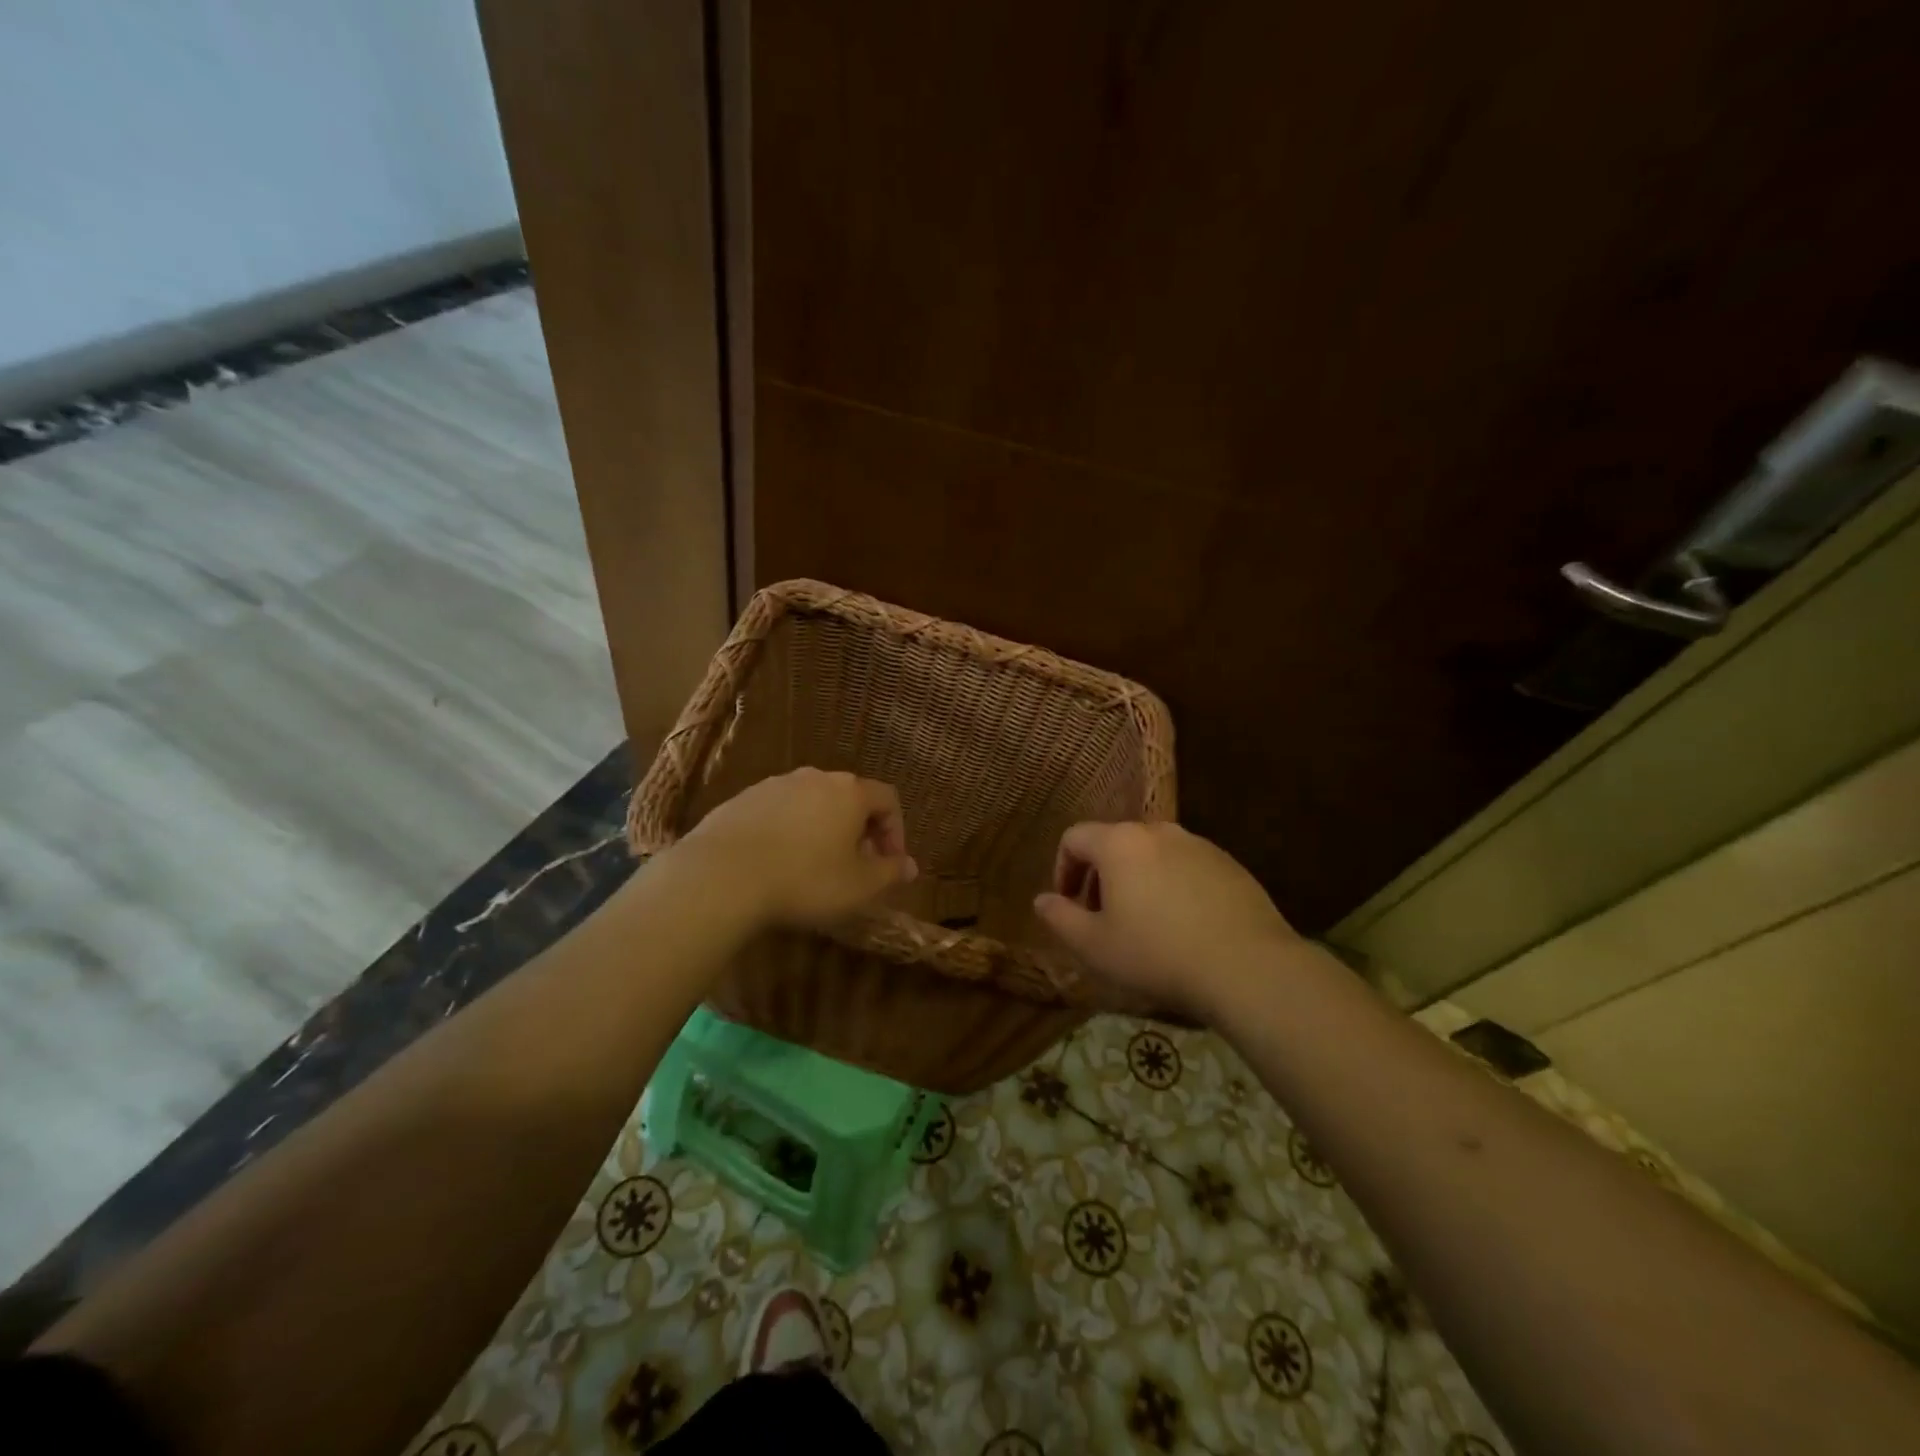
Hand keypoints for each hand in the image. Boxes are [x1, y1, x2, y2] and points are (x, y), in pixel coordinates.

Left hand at [681, 767, 916, 928]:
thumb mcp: (859, 886)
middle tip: (856, 865)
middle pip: (849, 797)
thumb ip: (890, 873)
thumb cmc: (805, 879)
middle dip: (859, 830)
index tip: (889, 863)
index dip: (896, 831)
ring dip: (823, 828)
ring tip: (815, 865)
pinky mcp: (742, 799)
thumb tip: (910, 866)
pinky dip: (788, 831)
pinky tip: (777, 862)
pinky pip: (779, 811)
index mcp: (850, 792)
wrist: (722, 876)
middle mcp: (815, 778)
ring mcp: (774, 784)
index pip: (888, 799)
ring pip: (812, 803)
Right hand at [1033, 821, 1303, 1021]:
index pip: (1074, 838)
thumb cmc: (1156, 954)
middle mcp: (1157, 831)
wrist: (1247, 966)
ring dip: (1137, 881)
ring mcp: (1198, 844)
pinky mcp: (1229, 864)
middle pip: (1114, 843)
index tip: (1068, 904)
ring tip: (1144, 925)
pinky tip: (1184, 927)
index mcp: (1119, 843)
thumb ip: (1060, 918)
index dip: (1062, 869)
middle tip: (1103, 918)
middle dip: (1100, 877)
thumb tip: (1042, 900)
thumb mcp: (1094, 946)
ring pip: (1152, 855)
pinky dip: (1173, 887)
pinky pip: (1186, 867)